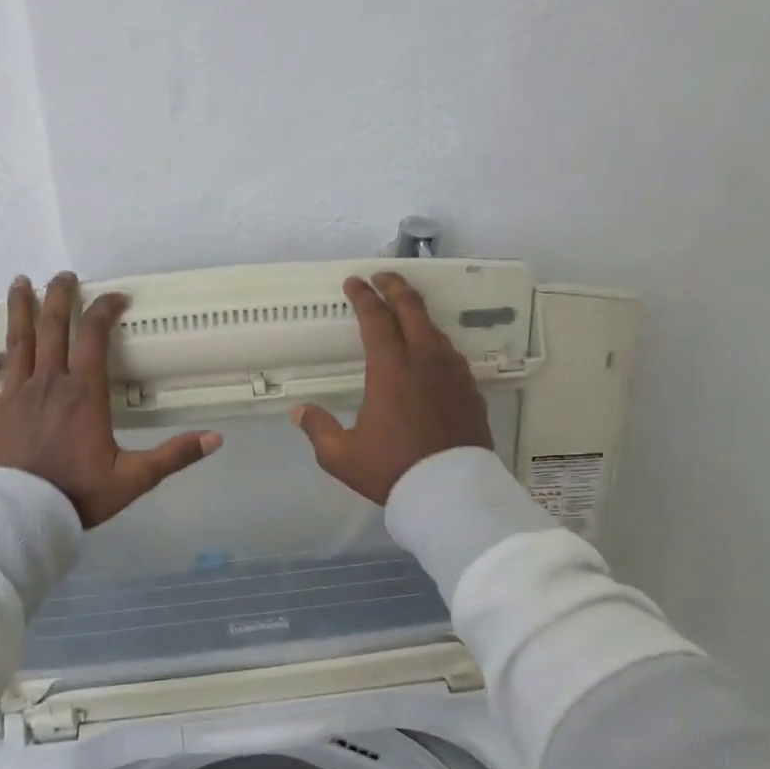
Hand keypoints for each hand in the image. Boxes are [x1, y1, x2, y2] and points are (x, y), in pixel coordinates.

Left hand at [0, 272, 220, 526]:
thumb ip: (173, 455)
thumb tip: (215, 439)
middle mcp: (48, 382)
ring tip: (19, 283)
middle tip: (63, 276)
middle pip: (52, 328)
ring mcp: (14, 394)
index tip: (116, 297)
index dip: (105, 310)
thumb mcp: (133, 478)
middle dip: (58, 297)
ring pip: (17, 343)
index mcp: (84, 393)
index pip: (94, 337)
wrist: (22, 514)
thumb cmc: (78, 494)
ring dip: (19, 311)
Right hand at [291, 271, 492, 503]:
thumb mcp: (341, 456)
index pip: (375, 318)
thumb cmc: (392, 469)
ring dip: (418, 314)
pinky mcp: (470, 390)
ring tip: (406, 314)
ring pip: (435, 329)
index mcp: (390, 368)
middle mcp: (424, 359)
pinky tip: (432, 354)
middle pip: (412, 308)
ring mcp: (452, 373)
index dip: (362, 296)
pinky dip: (436, 343)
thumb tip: (299, 412)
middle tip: (383, 276)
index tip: (353, 282)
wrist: (449, 491)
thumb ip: (318, 429)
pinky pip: (451, 355)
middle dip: (395, 286)